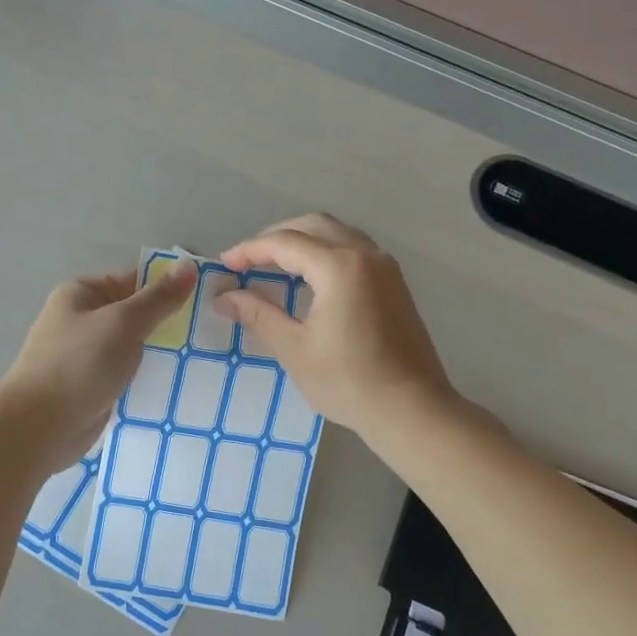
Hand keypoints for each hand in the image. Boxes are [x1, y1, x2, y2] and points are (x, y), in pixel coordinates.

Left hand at [0, 261, 197, 470]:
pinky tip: (182, 384)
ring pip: (136, 348)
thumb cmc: (79, 364)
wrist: (40, 427)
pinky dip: (151, 379)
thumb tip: (189, 266)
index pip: (135, 280)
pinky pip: (130, 376)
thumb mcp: (124, 322)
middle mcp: (84, 321)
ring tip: (207, 359)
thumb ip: (159, 298)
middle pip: (137, 314)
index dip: (170, 286)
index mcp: (83, 294)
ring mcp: (89, 356)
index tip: (209, 299)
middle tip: (213, 332)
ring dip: (163, 355)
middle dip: (170, 324)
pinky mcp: (96, 388)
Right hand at [213, 214, 452, 439]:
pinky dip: (326, 253)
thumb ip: (258, 315)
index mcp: (339, 267)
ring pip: (338, 234)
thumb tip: (224, 298)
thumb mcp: (294, 348)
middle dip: (277, 237)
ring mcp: (385, 268)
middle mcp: (366, 255)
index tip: (225, 265)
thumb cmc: (349, 381)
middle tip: (249, 260)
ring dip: (304, 241)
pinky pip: (354, 250)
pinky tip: (312, 280)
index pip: (285, 242)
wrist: (412, 409)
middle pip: (314, 226)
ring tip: (276, 266)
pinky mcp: (395, 284)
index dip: (250, 250)